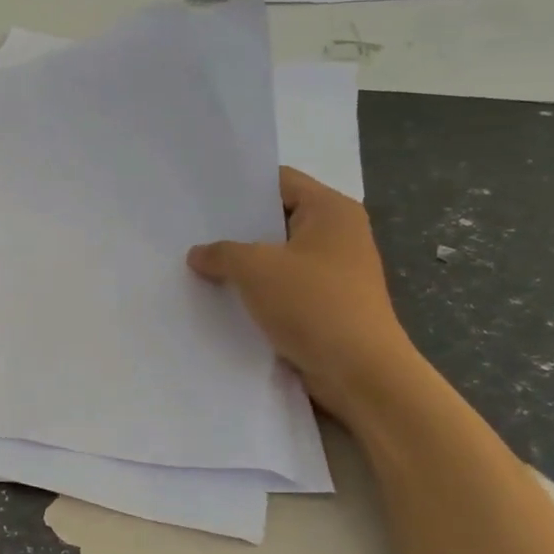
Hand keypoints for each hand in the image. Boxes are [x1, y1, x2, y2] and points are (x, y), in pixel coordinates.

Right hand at [189, 167, 415, 424]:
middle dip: (238, 228)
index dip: (242, 187)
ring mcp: (334, 271)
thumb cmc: (313, 304)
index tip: (203, 197)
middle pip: (277, 219)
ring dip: (245, 263)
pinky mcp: (327, 304)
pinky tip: (224, 297)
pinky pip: (285, 286)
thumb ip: (222, 253)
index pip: (280, 181)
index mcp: (331, 210)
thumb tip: (198, 254)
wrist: (361, 373)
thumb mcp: (256, 269)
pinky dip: (259, 290)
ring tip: (200, 263)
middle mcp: (338, 234)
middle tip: (192, 230)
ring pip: (278, 256)